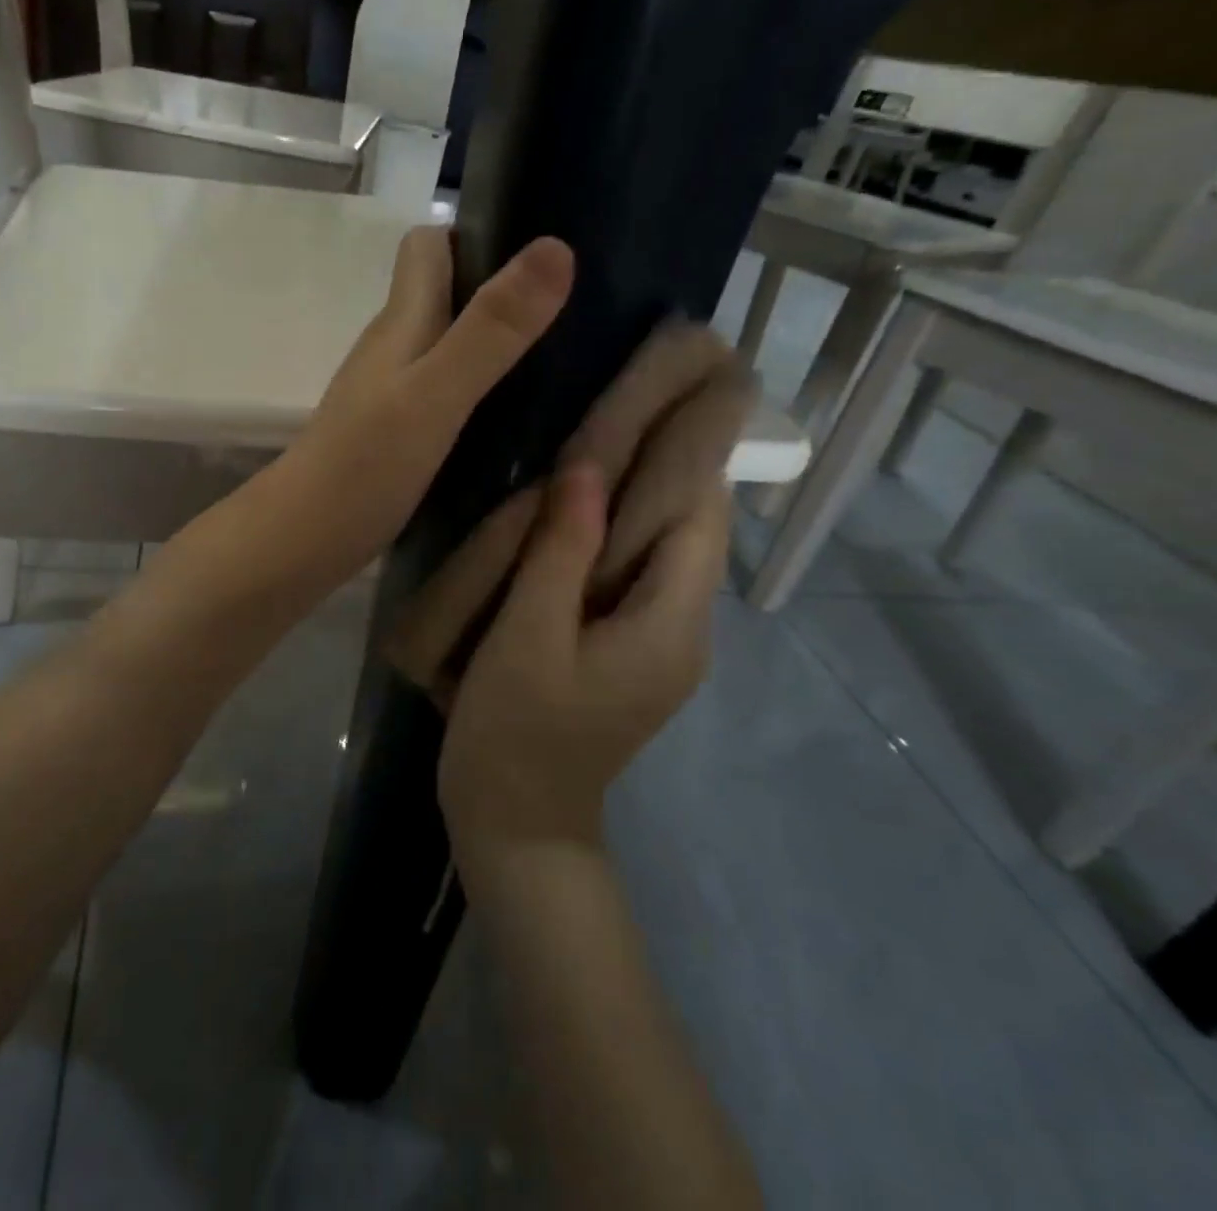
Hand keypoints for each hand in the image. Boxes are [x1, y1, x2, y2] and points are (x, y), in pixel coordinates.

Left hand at [275, 225, 572, 583]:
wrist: (302, 541)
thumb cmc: (363, 465)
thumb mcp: (435, 395)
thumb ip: (491, 330)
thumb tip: (556, 247)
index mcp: (401, 320)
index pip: (430, 243)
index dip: (478, 228)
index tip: (543, 238)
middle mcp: (395, 346)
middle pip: (447, 290)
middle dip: (504, 284)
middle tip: (578, 299)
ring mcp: (393, 391)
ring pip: (450, 341)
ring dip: (497, 338)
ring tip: (566, 349)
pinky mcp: (398, 432)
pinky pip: (448, 389)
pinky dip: (484, 386)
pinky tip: (521, 408)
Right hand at [386, 326, 751, 867]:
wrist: (516, 825)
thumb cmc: (517, 735)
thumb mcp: (530, 638)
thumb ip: (560, 552)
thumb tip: (588, 467)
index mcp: (672, 626)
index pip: (700, 516)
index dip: (688, 451)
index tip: (663, 390)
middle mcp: (682, 630)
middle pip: (687, 529)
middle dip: (661, 465)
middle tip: (616, 402)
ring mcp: (656, 644)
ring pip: (657, 550)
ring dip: (632, 498)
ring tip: (590, 439)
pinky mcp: (626, 651)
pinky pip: (629, 575)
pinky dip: (610, 535)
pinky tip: (567, 510)